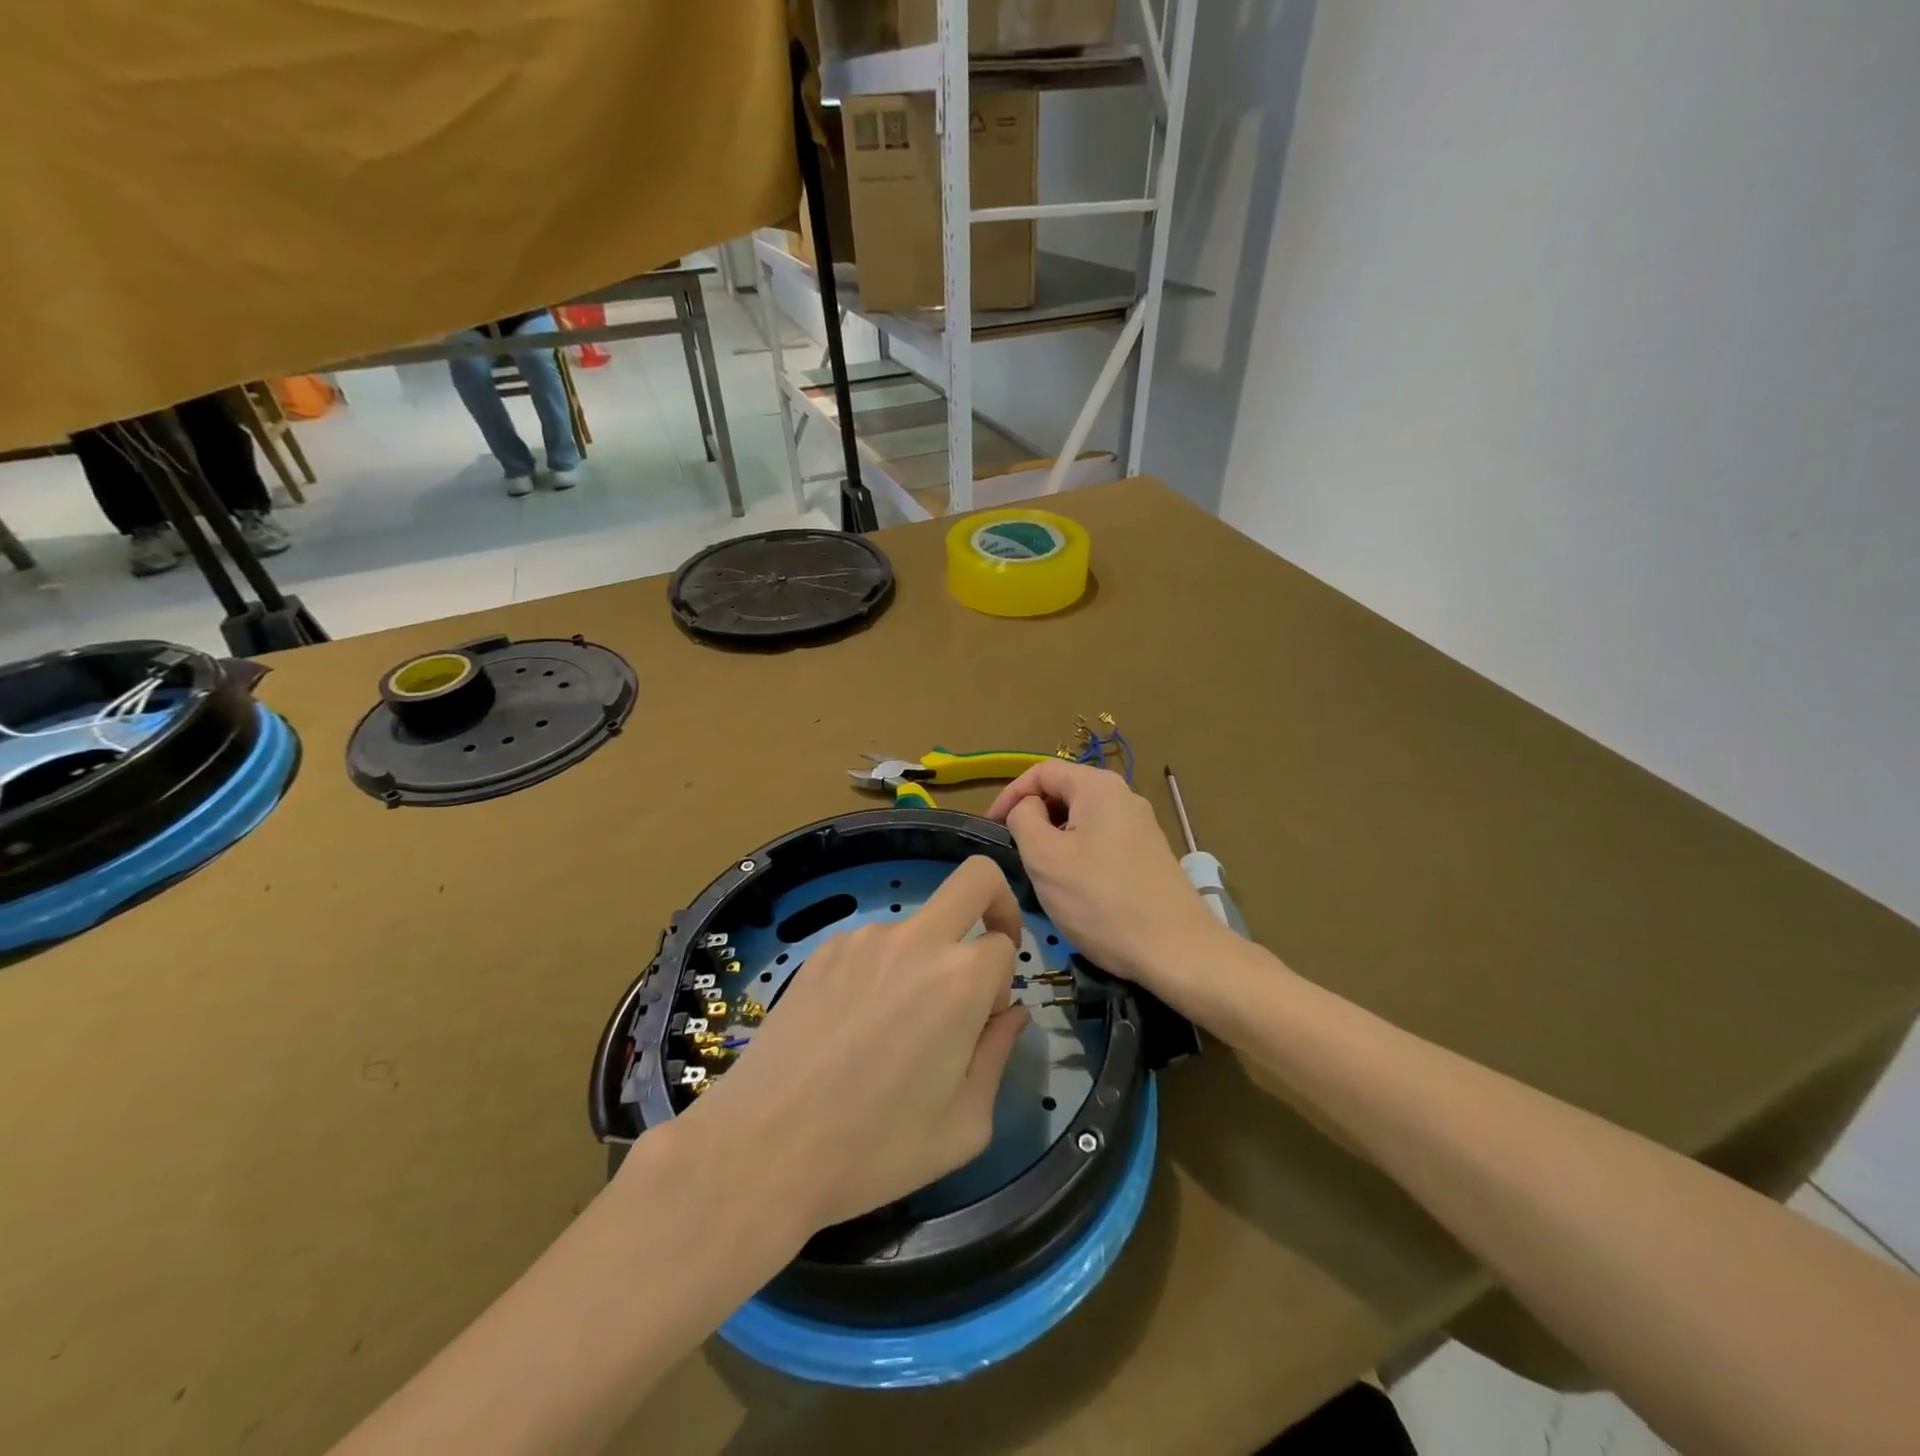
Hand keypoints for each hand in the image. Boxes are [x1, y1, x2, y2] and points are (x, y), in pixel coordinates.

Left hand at [668, 856, 1030, 1232]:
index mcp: (959, 978)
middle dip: (996, 902)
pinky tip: (853, 1028)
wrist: (763, 1148)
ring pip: (918, 925)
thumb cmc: (876, 1148)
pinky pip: (871, 946)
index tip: (986, 1020)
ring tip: (894, 1030)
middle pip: (974, 879)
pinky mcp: (822, 951)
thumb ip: (998, 1055)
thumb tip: (1011, 1014)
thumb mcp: (964, 1124)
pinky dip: (881, 972)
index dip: (1004, 982)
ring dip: (925, 960)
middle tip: (984, 956)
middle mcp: (915, 940)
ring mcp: (862, 939)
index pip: (1006, 944)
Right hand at [989, 760, 1223, 1001]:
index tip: (990, 828)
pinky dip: (1077, 853)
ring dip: (1054, 838)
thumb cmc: (1102, 902)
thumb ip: (1024, 819)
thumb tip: (1026, 808)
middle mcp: (1124, 796)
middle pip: (1064, 792)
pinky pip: (1101, 839)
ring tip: (1040, 873)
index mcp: (1098, 787)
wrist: (1176, 950)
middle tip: (1014, 852)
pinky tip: (1073, 887)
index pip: (1041, 771)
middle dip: (1033, 817)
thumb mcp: (1045, 858)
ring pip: (1082, 819)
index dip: (1009, 794)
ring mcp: (1140, 825)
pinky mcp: (1148, 853)